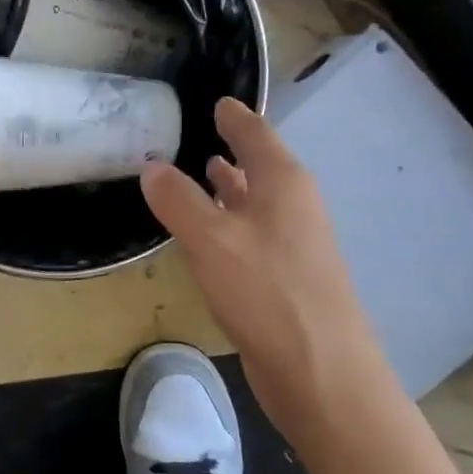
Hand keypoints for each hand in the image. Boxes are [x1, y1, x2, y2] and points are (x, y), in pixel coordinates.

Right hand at [142, 97, 396, 439]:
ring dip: (229, 186)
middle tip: (193, 132)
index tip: (215, 100)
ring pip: (255, 201)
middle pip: (260, 164)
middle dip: (229, 148)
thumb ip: (177, 199)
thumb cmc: (267, 293)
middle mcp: (293, 205)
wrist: (321, 373)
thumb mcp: (210, 239)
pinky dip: (228, 221)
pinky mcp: (284, 277)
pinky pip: (250, 233)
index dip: (233, 116)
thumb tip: (151, 165)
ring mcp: (293, 243)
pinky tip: (207, 232)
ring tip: (199, 171)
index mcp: (283, 183)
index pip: (254, 133)